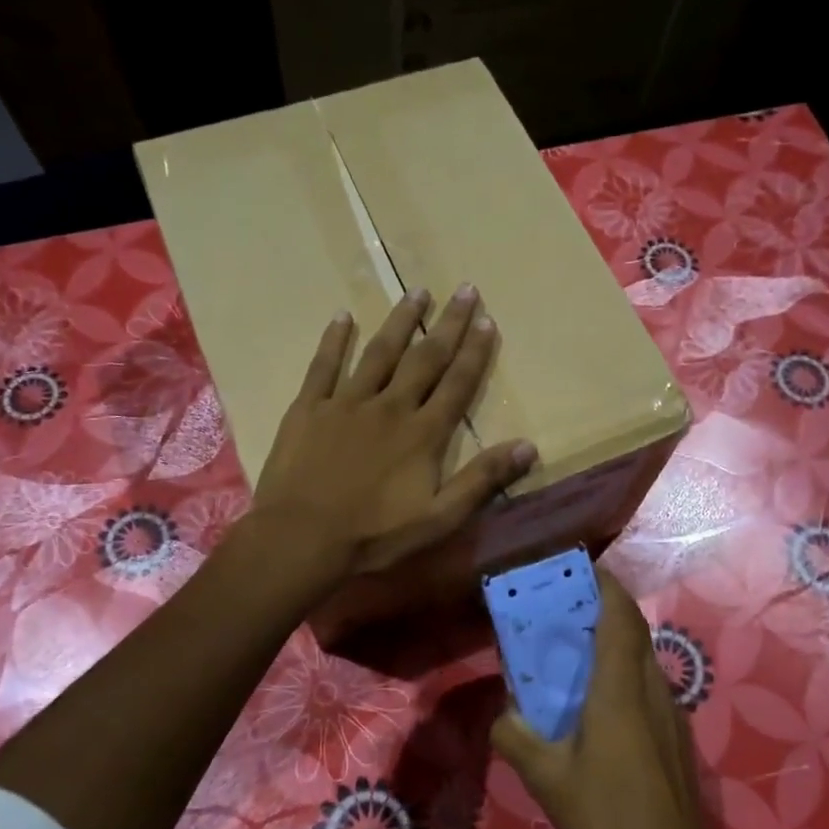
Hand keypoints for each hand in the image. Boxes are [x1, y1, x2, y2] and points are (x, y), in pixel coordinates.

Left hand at [255, 286, 535, 581]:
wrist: (301, 538)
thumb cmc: (373, 535)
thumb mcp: (438, 518)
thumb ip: (481, 480)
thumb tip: (528, 447)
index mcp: (422, 434)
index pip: (457, 384)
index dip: (475, 352)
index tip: (488, 319)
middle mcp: (389, 407)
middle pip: (425, 358)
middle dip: (448, 324)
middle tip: (465, 290)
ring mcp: (346, 403)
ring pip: (379, 353)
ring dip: (401, 321)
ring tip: (417, 291)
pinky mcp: (309, 408)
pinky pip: (323, 366)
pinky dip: (334, 340)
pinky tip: (342, 316)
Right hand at [491, 571, 748, 828]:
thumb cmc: (607, 818)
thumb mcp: (546, 778)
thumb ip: (515, 736)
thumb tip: (502, 712)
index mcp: (620, 689)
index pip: (619, 617)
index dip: (606, 585)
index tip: (582, 568)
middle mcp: (651, 690)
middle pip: (634, 631)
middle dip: (606, 607)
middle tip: (566, 606)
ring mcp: (671, 714)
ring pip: (644, 658)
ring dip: (616, 640)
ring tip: (576, 648)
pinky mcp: (676, 737)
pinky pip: (648, 685)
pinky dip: (624, 671)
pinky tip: (598, 701)